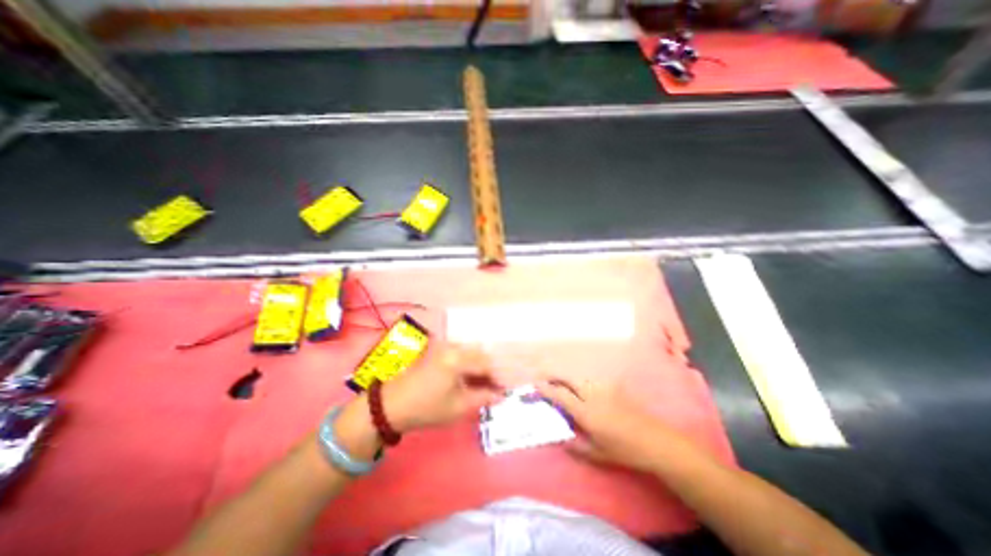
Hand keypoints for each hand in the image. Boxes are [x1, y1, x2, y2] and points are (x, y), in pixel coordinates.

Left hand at [381, 345, 503, 430]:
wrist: (392, 405)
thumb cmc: (427, 408)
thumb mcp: (458, 407)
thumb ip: (483, 398)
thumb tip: (501, 395)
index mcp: (459, 358)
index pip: (488, 364)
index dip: (500, 377)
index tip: (508, 389)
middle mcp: (454, 347)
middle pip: (482, 355)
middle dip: (493, 371)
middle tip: (498, 388)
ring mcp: (446, 348)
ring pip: (473, 354)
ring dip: (482, 368)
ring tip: (488, 386)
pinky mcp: (440, 352)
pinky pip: (463, 355)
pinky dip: (472, 366)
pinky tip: (474, 379)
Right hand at [540, 377, 669, 471]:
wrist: (655, 440)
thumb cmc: (624, 450)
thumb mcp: (597, 453)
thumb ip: (576, 445)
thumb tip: (561, 438)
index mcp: (586, 412)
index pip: (560, 395)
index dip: (546, 388)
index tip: (535, 384)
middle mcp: (592, 394)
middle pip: (568, 378)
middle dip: (553, 375)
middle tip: (543, 378)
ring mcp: (603, 388)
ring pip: (578, 377)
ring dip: (566, 378)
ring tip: (559, 384)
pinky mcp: (612, 387)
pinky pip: (590, 380)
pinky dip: (579, 382)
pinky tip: (580, 390)